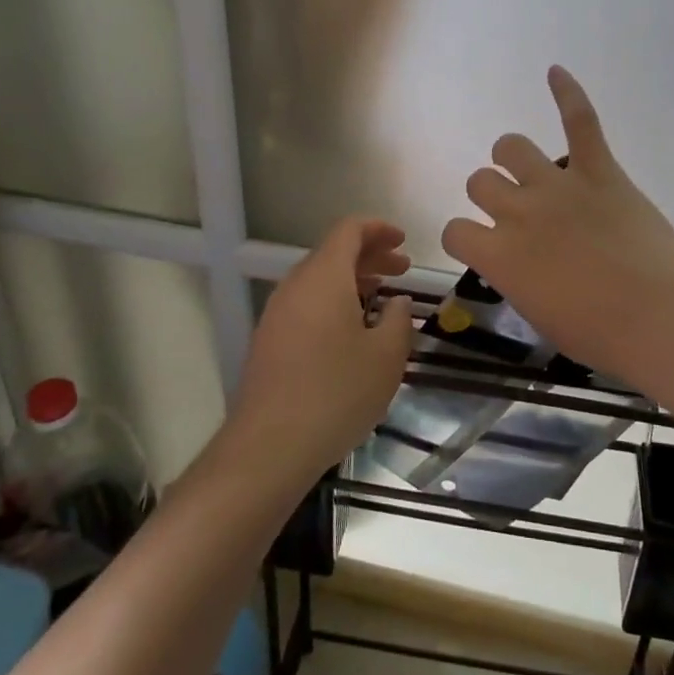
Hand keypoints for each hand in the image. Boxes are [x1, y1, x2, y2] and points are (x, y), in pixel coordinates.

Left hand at [232, 216, 413, 482]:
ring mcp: (277, 314)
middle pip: (333, 253)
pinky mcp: (269, 341)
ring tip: (382, 300)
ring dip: (353, 281)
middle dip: (371, 256)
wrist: (270, 445)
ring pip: (319, 280)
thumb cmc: (336, 392)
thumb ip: (399, 320)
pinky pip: (306, 304)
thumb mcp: (386, 356)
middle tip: (402, 271)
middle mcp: (295, 286)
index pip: (349, 230)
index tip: (404, 242)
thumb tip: (397, 303)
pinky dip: (334, 303)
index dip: (379, 229)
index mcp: (324, 277)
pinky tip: (353, 332)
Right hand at [442, 67, 673, 392]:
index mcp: (499, 255)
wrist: (662, 319)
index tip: (483, 246)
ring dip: (511, 157)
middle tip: (514, 213)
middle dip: (490, 195)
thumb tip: (518, 262)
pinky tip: (555, 71)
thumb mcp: (540, 315)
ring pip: (512, 148)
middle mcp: (518, 212)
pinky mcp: (601, 170)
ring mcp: (559, 186)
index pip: (455, 230)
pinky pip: (580, 121)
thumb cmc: (601, 335)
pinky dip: (568, 93)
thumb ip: (517, 278)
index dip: (465, 237)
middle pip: (480, 181)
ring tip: (524, 167)